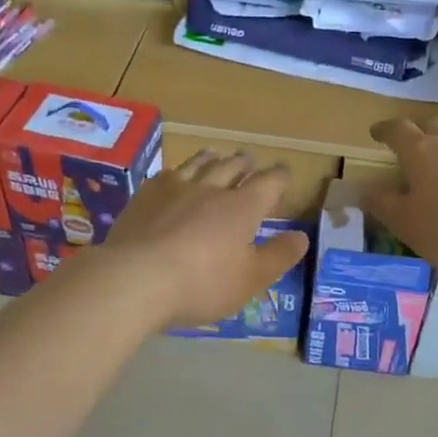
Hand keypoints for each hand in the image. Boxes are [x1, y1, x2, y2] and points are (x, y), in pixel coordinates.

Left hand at [99, 150, 311, 328]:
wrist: (135, 278)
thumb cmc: (202, 283)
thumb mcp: (250, 279)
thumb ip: (278, 256)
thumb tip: (302, 236)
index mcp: (242, 207)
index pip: (268, 183)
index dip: (279, 176)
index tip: (285, 171)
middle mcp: (210, 189)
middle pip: (231, 167)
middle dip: (244, 163)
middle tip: (249, 158)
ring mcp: (174, 189)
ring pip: (197, 165)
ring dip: (210, 158)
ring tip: (215, 153)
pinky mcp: (144, 197)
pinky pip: (166, 175)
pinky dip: (177, 172)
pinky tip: (172, 176)